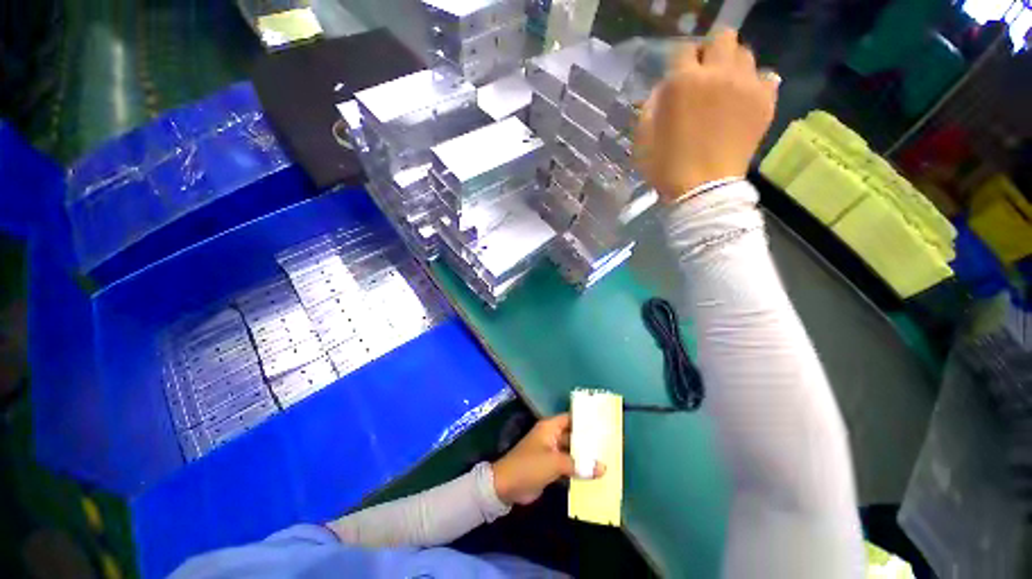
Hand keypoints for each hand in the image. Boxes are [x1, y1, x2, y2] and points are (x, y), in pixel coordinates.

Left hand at [491, 413, 604, 505]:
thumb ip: (579, 464)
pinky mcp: (550, 468)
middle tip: (609, 445)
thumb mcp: (555, 463)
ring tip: (606, 461)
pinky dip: (578, 470)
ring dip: (584, 458)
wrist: (507, 486)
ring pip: (571, 452)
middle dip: (588, 442)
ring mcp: (551, 453)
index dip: (585, 420)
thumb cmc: (530, 466)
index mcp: (550, 428)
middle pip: (573, 436)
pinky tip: (593, 476)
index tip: (603, 424)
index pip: (571, 418)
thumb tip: (603, 468)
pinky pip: (568, 466)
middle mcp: (551, 437)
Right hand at [635, 28, 779, 202]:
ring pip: (744, 54)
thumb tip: (665, 88)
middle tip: (705, 76)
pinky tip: (744, 101)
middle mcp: (718, 73)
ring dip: (732, 67)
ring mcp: (746, 84)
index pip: (684, 49)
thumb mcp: (643, 136)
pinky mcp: (766, 100)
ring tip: (725, 90)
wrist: (702, 190)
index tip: (679, 78)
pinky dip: (754, 84)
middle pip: (722, 38)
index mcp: (683, 82)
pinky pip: (766, 76)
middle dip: (711, 53)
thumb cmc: (665, 167)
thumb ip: (652, 104)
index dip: (680, 64)